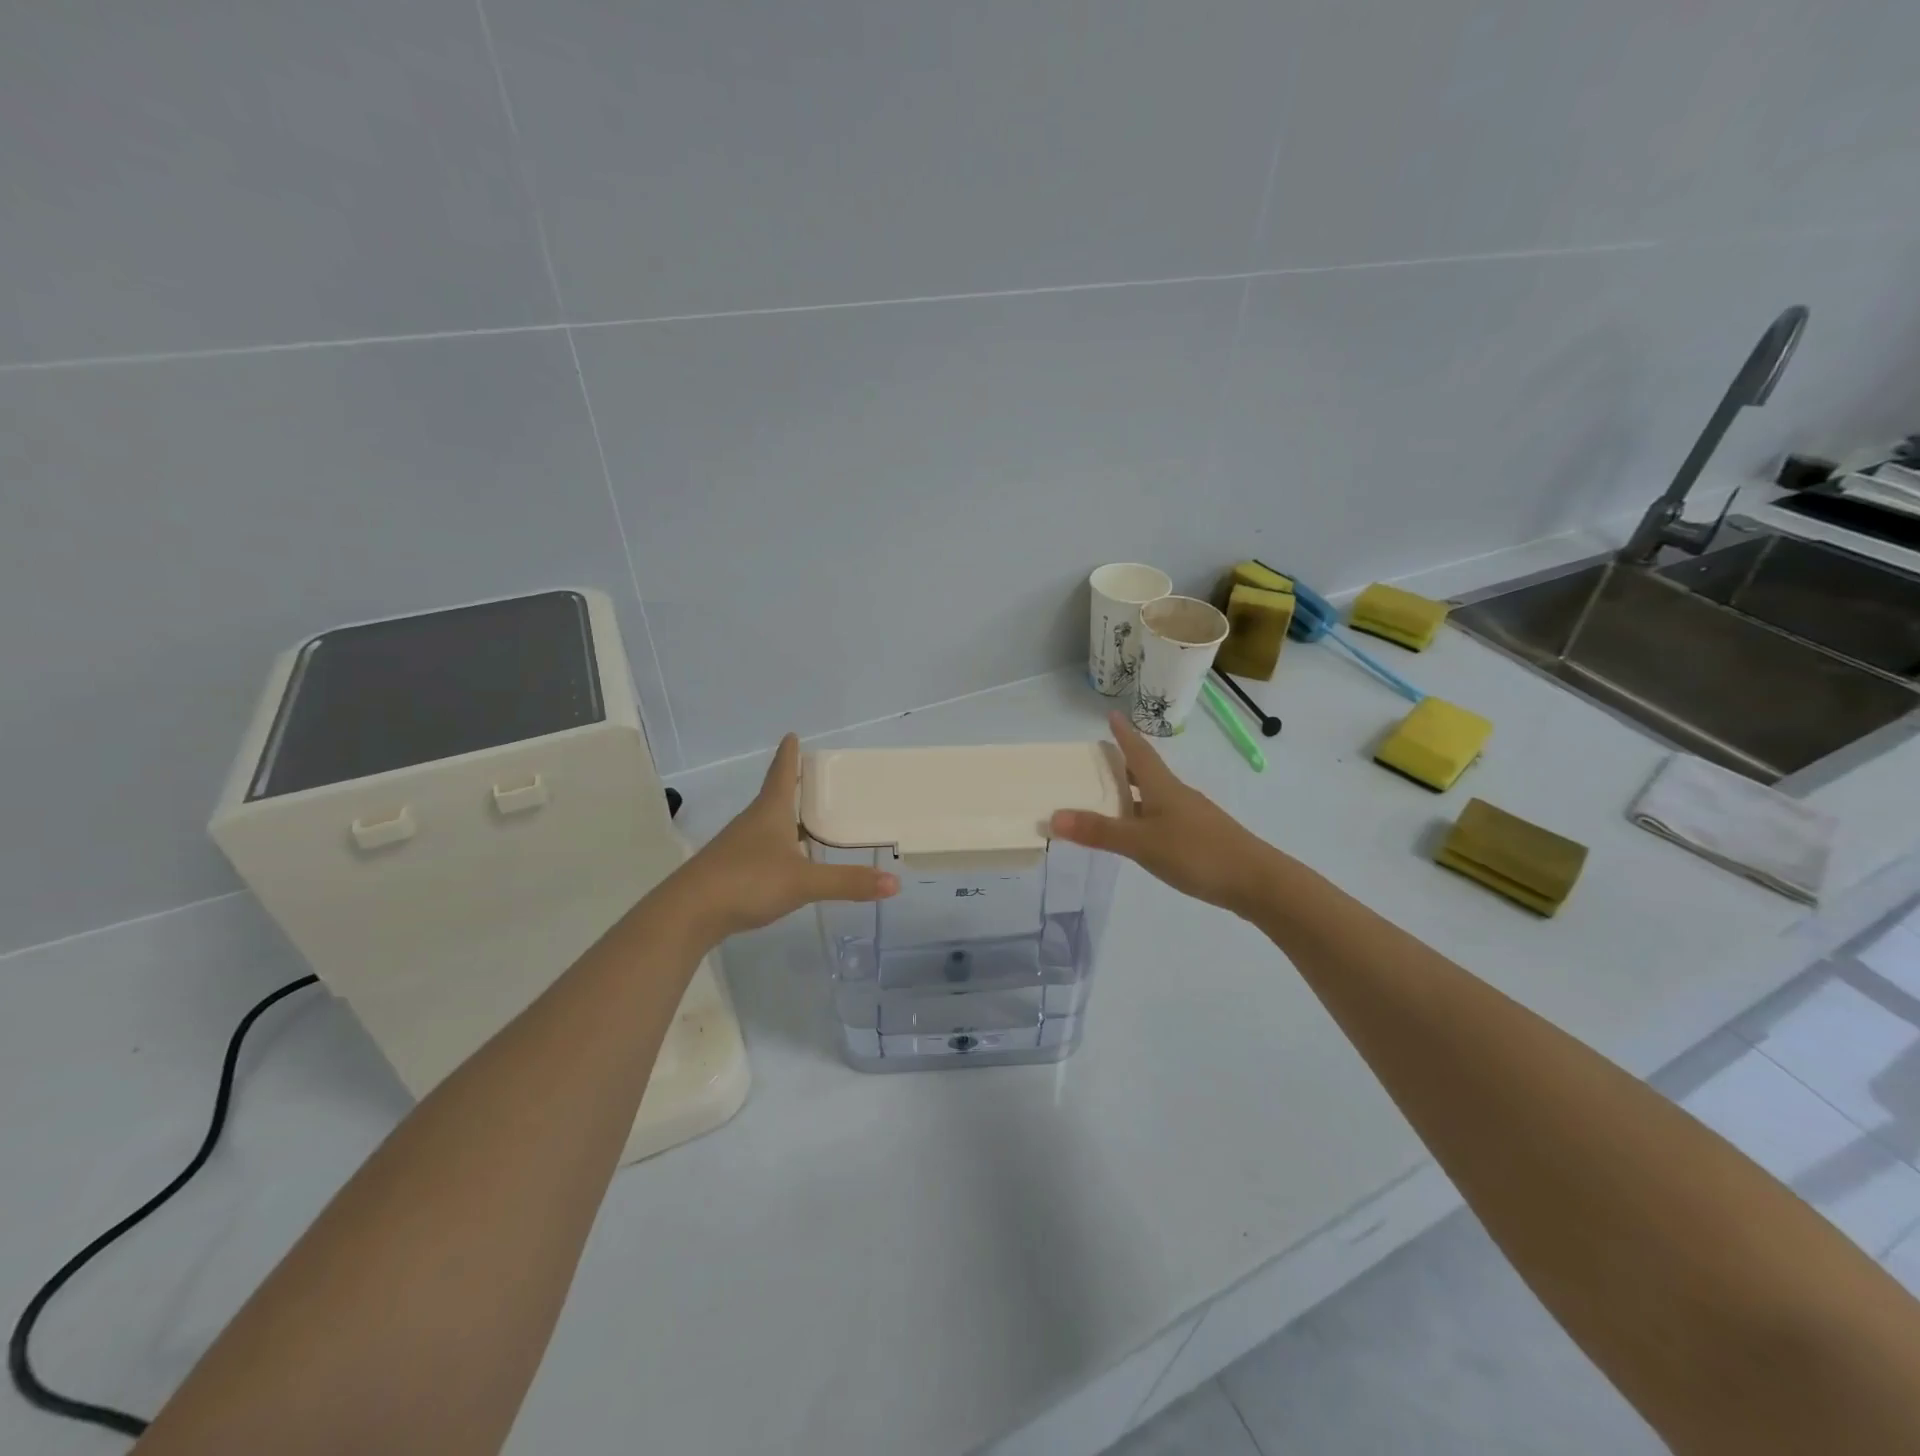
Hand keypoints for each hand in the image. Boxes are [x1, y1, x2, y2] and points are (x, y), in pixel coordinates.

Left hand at [676, 733, 898, 938]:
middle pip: (775, 796)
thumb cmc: (748, 881)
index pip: (781, 773)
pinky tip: (788, 861)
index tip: (792, 734)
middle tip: (815, 777)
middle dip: (794, 785)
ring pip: (767, 823)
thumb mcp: (803, 882)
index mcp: (770, 811)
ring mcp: (738, 846)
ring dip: (787, 818)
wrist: (689, 913)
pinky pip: (761, 848)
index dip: (789, 754)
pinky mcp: (730, 869)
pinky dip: (778, 846)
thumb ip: (847, 882)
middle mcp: (752, 822)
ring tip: (810, 820)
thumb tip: (894, 884)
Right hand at [1050, 711, 1274, 915]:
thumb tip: (1053, 816)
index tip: (1111, 715)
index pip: (1138, 752)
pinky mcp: (1199, 839)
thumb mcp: (1141, 843)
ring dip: (1132, 792)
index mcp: (1163, 787)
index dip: (1123, 734)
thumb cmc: (1197, 853)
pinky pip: (1163, 818)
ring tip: (1108, 797)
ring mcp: (1191, 817)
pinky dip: (1143, 817)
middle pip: (1146, 772)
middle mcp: (1177, 796)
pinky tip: (1137, 833)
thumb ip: (1099, 831)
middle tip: (1098, 758)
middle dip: (1123, 763)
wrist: (1257, 882)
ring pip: (1155, 796)